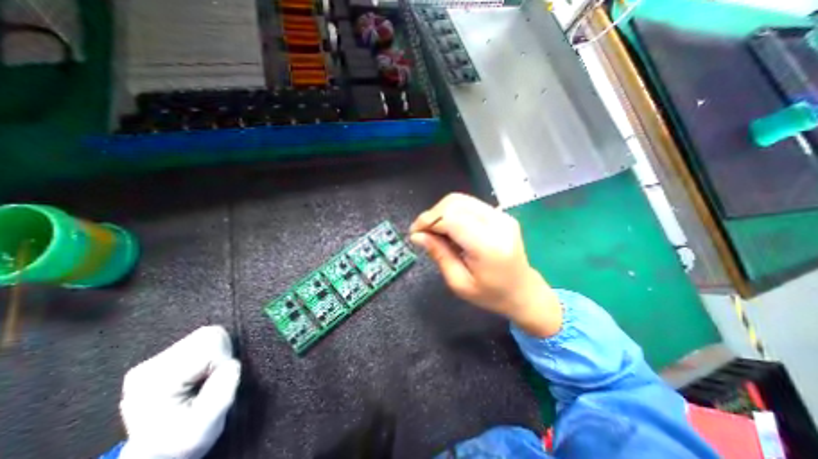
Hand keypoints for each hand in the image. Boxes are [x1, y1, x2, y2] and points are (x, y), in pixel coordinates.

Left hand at [116, 326, 239, 458]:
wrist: (160, 453)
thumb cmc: (184, 441)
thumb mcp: (207, 426)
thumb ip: (222, 391)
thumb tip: (232, 364)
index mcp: (156, 379)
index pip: (211, 343)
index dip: (222, 361)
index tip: (213, 386)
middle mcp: (149, 365)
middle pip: (209, 334)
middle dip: (220, 355)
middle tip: (210, 381)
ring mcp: (153, 361)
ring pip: (208, 335)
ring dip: (216, 355)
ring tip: (204, 380)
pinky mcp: (163, 359)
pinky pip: (202, 341)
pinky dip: (209, 356)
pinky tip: (197, 376)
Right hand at [409, 193, 562, 336]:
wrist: (523, 291)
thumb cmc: (491, 295)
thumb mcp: (459, 283)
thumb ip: (439, 254)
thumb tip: (417, 235)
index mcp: (488, 246)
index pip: (451, 218)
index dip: (428, 221)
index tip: (415, 233)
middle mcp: (497, 224)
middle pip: (454, 203)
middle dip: (432, 215)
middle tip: (423, 233)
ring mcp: (502, 216)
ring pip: (460, 199)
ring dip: (441, 211)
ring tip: (435, 230)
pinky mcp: (501, 214)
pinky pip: (469, 204)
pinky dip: (452, 211)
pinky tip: (449, 227)